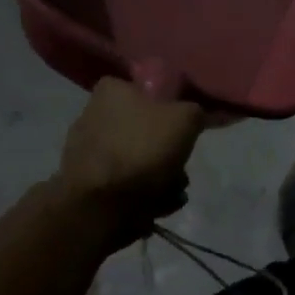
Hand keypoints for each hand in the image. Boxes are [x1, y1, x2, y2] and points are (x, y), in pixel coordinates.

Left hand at [58, 77, 204, 217]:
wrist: (103, 204)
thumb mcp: (186, 119)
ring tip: (172, 190)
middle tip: (181, 163)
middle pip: (149, 130)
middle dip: (170, 151)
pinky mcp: (90, 182)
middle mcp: (94, 115)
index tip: (187, 127)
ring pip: (141, 158)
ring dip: (163, 176)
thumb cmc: (143, 149)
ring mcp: (89, 151)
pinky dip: (145, 193)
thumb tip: (205, 113)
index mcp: (111, 91)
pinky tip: (158, 203)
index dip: (173, 108)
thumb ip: (198, 111)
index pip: (150, 91)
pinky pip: (128, 182)